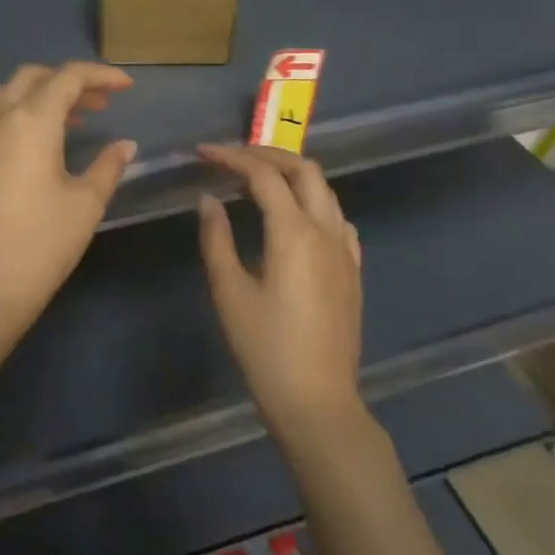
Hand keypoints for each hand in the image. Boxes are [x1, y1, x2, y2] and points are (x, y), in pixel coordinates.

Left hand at [0, 62, 136, 355]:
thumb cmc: (40, 246)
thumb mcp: (85, 205)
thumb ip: (107, 166)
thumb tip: (124, 145)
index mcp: (29, 122)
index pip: (68, 78)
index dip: (100, 75)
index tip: (125, 87)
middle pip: (31, 78)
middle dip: (67, 82)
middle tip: (97, 105)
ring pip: (2, 98)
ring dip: (36, 99)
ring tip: (65, 123)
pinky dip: (10, 122)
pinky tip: (25, 153)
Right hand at [195, 144, 364, 431]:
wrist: (317, 401)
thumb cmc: (265, 348)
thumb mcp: (229, 292)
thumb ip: (216, 238)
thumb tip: (208, 199)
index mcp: (294, 233)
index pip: (264, 175)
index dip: (231, 157)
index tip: (202, 153)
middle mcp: (326, 231)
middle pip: (303, 170)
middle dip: (266, 155)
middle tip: (230, 159)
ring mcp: (345, 250)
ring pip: (324, 191)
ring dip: (290, 175)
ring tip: (254, 185)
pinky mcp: (352, 270)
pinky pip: (336, 218)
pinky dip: (311, 202)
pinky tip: (292, 220)